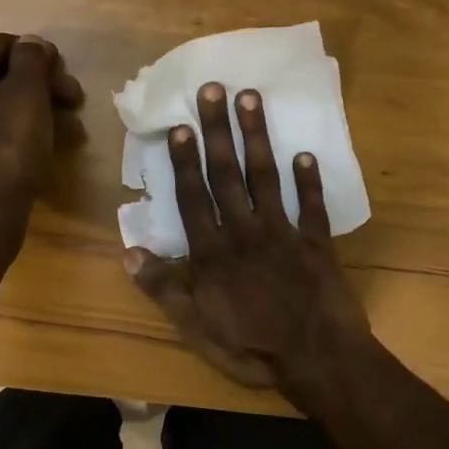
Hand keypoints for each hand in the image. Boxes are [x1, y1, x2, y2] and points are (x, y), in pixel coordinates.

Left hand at [0, 32, 83, 234]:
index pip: (1, 44)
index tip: (66, 75)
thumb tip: (31, 43)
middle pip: (0, 75)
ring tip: (71, 132)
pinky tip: (46, 148)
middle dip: (42, 86)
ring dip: (37, 112)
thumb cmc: (7, 148)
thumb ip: (32, 60)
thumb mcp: (28, 95)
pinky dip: (17, 133)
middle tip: (74, 103)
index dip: (38, 54)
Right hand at [125, 83, 369, 396]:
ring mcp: (284, 236)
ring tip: (251, 99)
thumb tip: (130, 252)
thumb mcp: (196, 330)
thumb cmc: (252, 349)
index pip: (194, 199)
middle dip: (218, 131)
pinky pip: (312, 206)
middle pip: (227, 176)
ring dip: (257, 138)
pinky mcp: (317, 245)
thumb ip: (165, 290)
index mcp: (213, 255)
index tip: (181, 126)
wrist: (318, 360)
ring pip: (266, 178)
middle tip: (213, 88)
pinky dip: (309, 180)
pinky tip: (304, 153)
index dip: (186, 162)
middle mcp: (245, 234)